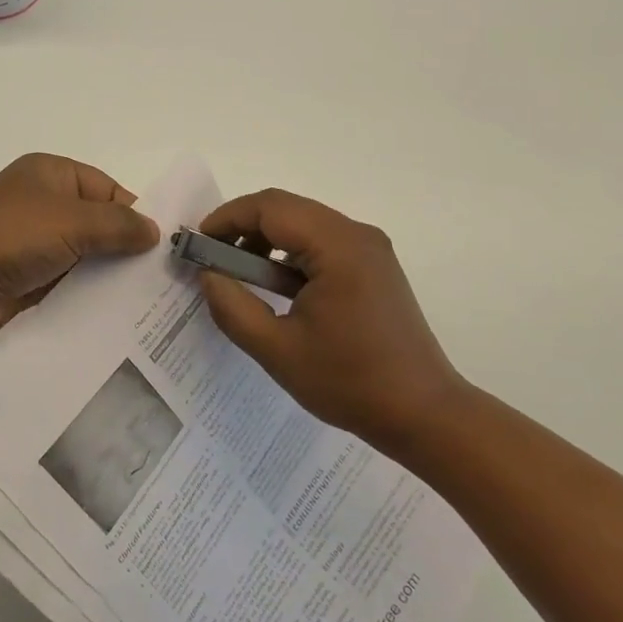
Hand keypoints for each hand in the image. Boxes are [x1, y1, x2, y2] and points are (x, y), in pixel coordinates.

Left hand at [0, 154, 159, 344]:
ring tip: (148, 301)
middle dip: (125, 248)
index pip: (107, 189)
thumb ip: (118, 225)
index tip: (162, 246)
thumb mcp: (72, 222)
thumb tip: (155, 232)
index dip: (134, 214)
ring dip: (108, 275)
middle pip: (97, 223)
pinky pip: (67, 282)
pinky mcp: (26, 277)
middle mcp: (43, 203)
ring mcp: (32, 242)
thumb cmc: (11, 235)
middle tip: (161, 277)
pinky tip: (116, 315)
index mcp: (51, 173)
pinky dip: (88, 294)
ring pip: (85, 255)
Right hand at [197, 189, 465, 448]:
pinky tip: (276, 285)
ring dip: (266, 239)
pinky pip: (322, 242)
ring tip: (240, 275)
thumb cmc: (349, 382)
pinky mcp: (375, 265)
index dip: (227, 218)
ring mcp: (370, 248)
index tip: (198, 244)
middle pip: (286, 208)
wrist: (424, 414)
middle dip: (243, 227)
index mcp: (337, 246)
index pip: (269, 207)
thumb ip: (232, 306)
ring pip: (304, 223)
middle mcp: (357, 234)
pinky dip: (291, 253)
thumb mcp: (277, 349)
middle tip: (212, 258)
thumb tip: (208, 274)